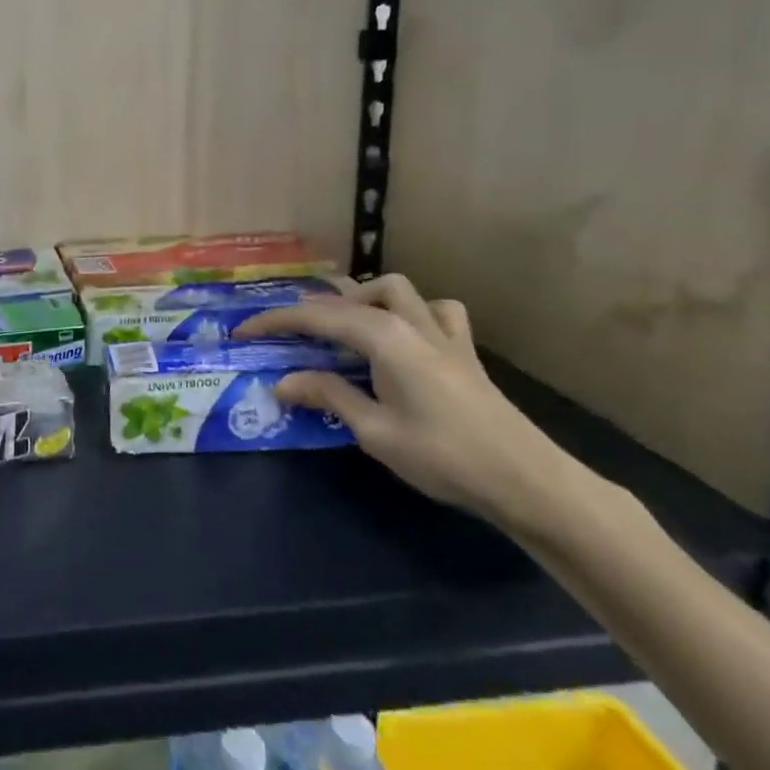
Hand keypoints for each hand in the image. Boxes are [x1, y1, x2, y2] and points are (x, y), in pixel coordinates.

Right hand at [236, 274, 583, 532]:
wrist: (526, 479)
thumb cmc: (443, 455)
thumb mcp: (375, 431)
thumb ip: (329, 396)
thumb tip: (282, 381)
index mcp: (383, 337)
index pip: (316, 318)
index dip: (275, 322)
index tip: (243, 331)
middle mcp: (409, 322)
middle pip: (350, 298)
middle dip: (313, 309)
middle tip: (289, 334)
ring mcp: (441, 333)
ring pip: (396, 290)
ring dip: (364, 298)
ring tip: (345, 325)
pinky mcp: (464, 350)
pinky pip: (438, 312)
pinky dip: (415, 312)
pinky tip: (407, 333)